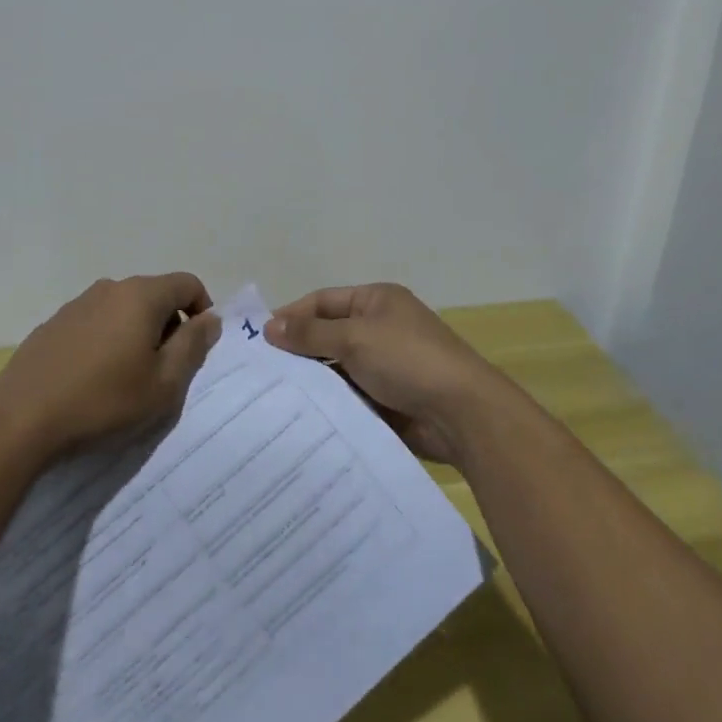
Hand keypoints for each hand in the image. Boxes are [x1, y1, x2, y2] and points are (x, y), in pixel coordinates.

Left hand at [0, 273, 218, 459]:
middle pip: (155, 294)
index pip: (187, 284)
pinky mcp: (53, 323)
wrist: (20, 420)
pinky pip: (95, 322)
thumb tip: (210, 319)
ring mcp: (77, 303)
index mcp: (141, 295)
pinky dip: (107, 339)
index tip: (197, 347)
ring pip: (123, 308)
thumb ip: (193, 346)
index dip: (202, 310)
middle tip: (164, 369)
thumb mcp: (163, 384)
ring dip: (136, 332)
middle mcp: (110, 288)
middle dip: (169, 325)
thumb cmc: (103, 401)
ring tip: (127, 376)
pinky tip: (93, 377)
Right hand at [265, 284, 502, 464]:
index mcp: (376, 301)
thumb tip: (269, 326)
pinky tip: (302, 420)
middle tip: (260, 375)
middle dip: (298, 353)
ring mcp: (384, 366)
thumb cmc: (408, 360)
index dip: (292, 316)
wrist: (462, 413)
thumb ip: (311, 334)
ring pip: (337, 370)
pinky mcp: (387, 400)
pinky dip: (330, 406)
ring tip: (273, 400)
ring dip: (313, 382)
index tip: (259, 340)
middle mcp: (379, 328)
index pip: (323, 301)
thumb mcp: (355, 338)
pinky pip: (350, 398)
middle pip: (328, 336)